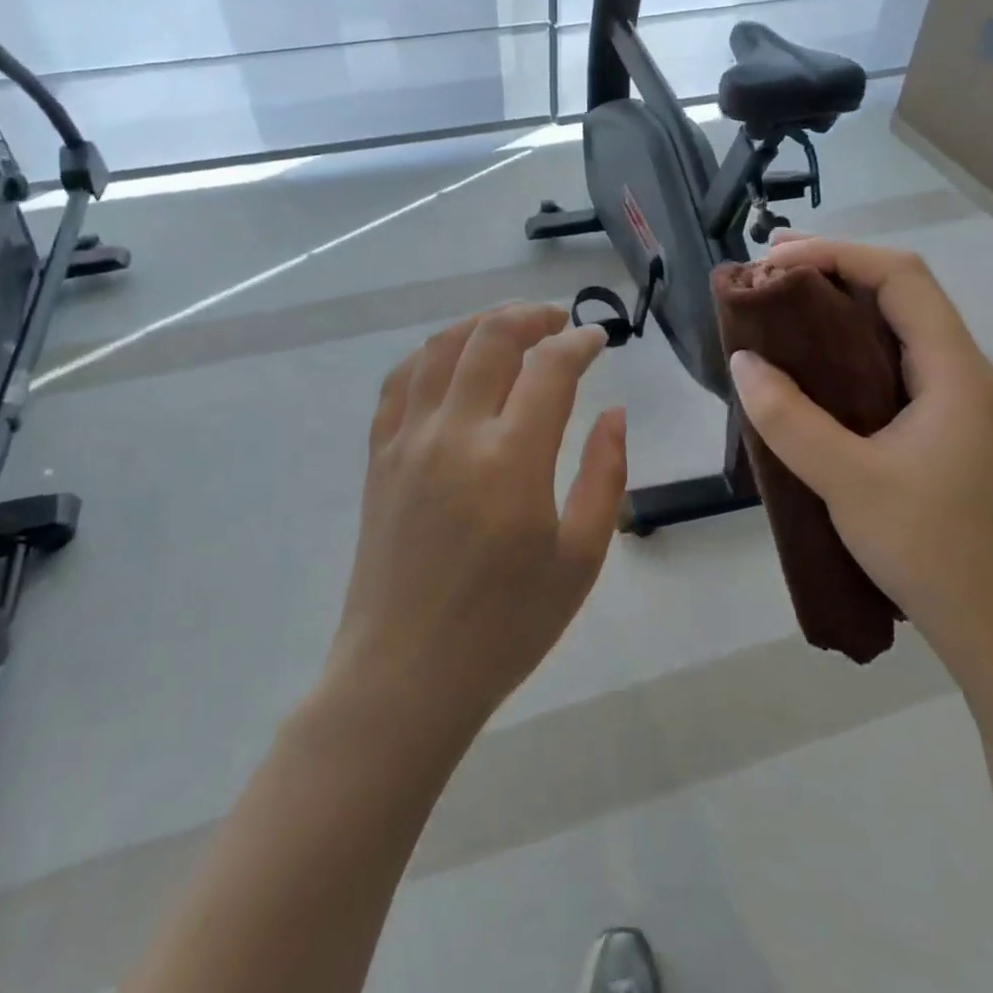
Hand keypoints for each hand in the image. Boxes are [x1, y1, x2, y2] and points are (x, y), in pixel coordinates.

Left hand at [326, 304, 626, 733]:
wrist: (405, 676)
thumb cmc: (505, 626)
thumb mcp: (580, 559)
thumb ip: (604, 475)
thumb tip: (613, 413)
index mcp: (511, 461)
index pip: (550, 369)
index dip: (580, 342)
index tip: (599, 340)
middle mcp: (454, 434)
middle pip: (490, 338)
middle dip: (530, 316)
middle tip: (558, 321)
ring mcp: (408, 441)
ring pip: (439, 347)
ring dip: (480, 324)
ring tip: (510, 327)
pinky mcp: (378, 457)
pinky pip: (399, 382)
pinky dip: (430, 356)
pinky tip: (451, 361)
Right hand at [726, 238, 992, 671]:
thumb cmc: (930, 547)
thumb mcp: (847, 480)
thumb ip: (789, 419)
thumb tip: (743, 361)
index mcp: (953, 369)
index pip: (900, 276)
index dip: (837, 254)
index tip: (775, 260)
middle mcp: (960, 371)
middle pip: (900, 290)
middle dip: (834, 267)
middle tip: (769, 269)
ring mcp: (952, 399)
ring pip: (895, 325)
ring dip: (839, 304)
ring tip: (781, 303)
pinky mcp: (937, 426)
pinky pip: (890, 361)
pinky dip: (846, 344)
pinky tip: (811, 363)